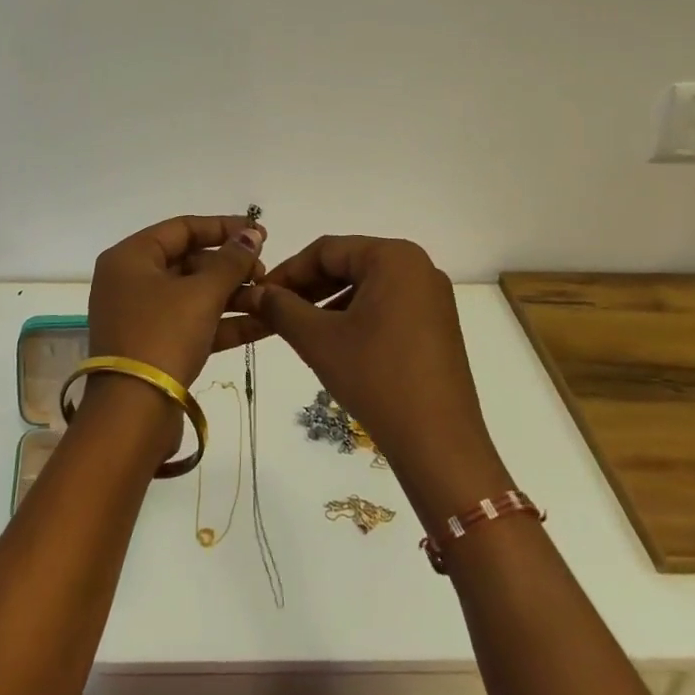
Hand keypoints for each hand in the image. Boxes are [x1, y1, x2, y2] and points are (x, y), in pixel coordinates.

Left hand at [87, 215, 267, 390]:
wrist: (133, 413)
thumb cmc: (163, 336)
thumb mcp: (202, 294)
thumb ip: (231, 261)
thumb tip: (251, 234)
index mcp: (130, 257)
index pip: (182, 228)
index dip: (223, 227)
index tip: (260, 232)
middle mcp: (131, 281)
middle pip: (188, 261)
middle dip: (231, 266)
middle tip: (266, 272)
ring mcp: (142, 316)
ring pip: (194, 294)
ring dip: (233, 295)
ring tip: (272, 296)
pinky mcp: (155, 346)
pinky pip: (194, 323)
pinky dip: (224, 321)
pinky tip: (265, 322)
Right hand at [235, 236, 507, 516]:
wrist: (439, 444)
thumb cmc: (376, 378)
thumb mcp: (319, 340)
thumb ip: (281, 308)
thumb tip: (255, 292)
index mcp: (394, 257)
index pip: (327, 250)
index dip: (287, 271)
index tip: (259, 294)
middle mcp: (418, 267)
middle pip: (348, 264)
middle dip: (307, 287)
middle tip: (273, 311)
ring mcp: (432, 297)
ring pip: (366, 287)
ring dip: (328, 303)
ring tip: (297, 329)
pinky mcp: (437, 325)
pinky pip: (386, 306)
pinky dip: (355, 317)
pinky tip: (333, 342)